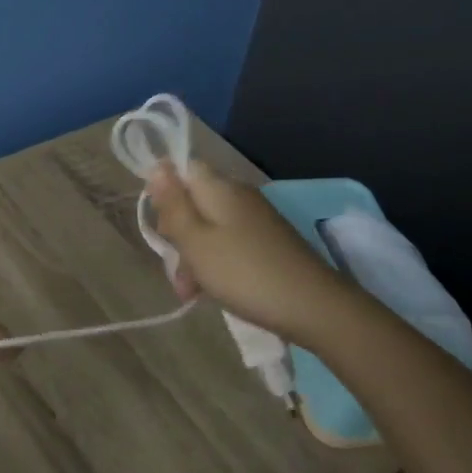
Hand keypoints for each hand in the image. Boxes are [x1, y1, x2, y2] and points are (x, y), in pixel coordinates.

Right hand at [148, 161, 351, 340]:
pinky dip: (215, 264)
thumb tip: (157, 166)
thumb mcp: (196, 241)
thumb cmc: (244, 272)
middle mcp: (238, 195)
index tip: (160, 224)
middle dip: (177, 234)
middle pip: (193, 202)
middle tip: (175, 269)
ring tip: (190, 292)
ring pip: (209, 227)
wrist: (314, 306)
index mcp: (219, 187)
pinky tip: (212, 291)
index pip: (182, 169)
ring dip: (193, 256)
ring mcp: (255, 219)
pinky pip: (229, 243)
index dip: (164, 192)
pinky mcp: (267, 241)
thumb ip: (173, 205)